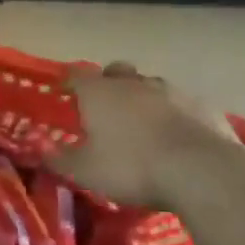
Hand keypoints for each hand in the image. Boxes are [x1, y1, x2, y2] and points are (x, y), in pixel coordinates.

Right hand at [48, 62, 240, 211]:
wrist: (201, 170)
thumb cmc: (132, 167)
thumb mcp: (85, 172)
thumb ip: (60, 159)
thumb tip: (42, 151)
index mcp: (100, 92)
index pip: (76, 76)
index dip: (68, 83)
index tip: (64, 93)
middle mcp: (133, 83)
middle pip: (116, 72)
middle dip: (109, 85)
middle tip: (106, 110)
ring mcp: (172, 91)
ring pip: (151, 86)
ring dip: (144, 100)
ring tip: (144, 128)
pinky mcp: (203, 106)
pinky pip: (181, 105)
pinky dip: (175, 116)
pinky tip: (177, 139)